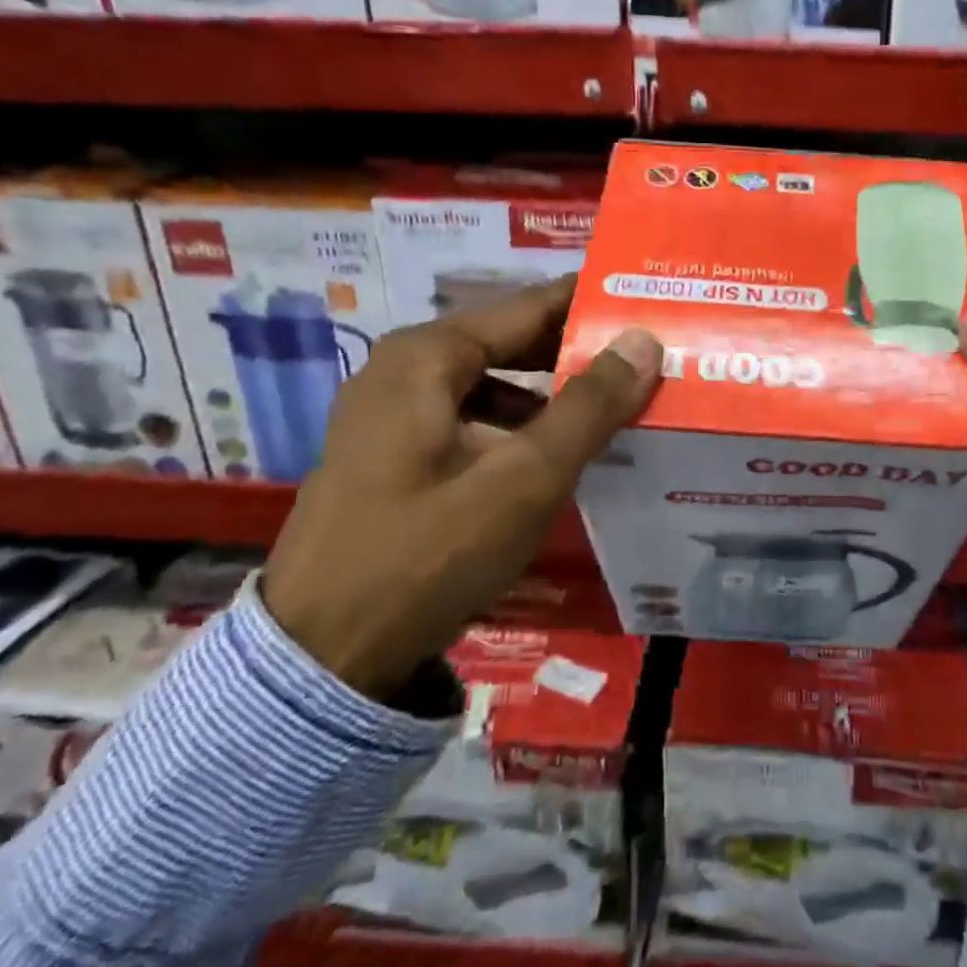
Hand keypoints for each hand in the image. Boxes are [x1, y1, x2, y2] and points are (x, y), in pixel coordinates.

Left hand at [262, 276, 661, 700]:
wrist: (316, 664)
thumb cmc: (425, 557)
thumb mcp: (523, 481)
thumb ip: (589, 407)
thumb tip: (644, 341)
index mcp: (426, 356)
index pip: (530, 306)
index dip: (591, 304)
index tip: (649, 302)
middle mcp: (402, 369)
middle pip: (509, 341)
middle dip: (576, 349)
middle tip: (646, 356)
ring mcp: (389, 414)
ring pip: (491, 381)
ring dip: (550, 389)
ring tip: (613, 402)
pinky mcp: (389, 456)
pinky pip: (470, 416)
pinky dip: (517, 423)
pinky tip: (553, 451)